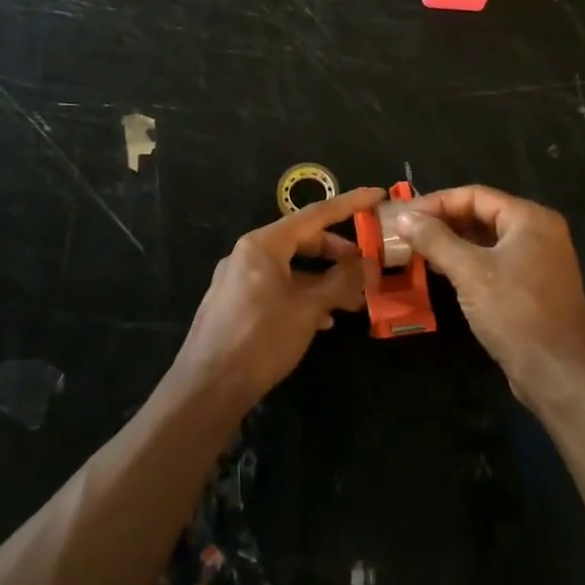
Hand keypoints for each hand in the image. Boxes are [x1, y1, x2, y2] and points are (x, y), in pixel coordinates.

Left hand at [169, 188, 383, 410]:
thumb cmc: (261, 338)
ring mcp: (237, 280)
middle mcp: (247, 255)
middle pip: (301, 241)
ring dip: (322, 280)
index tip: (377, 196)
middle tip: (365, 266)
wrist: (207, 388)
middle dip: (337, 252)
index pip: (314, 215)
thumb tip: (369, 264)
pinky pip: (276, 288)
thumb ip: (341, 281)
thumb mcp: (308, 308)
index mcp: (262, 245)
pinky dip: (302, 296)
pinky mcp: (234, 305)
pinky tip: (321, 320)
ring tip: (351, 300)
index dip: (349, 205)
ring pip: (290, 268)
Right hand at [394, 186, 584, 408]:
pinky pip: (497, 260)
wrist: (557, 373)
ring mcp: (541, 259)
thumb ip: (435, 240)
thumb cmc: (514, 314)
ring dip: (453, 242)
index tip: (404, 216)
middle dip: (443, 221)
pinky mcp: (536, 285)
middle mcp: (540, 232)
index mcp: (531, 219)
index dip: (436, 202)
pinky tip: (442, 271)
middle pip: (483, 214)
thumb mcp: (469, 272)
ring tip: (418, 250)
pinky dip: (469, 261)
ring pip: (488, 239)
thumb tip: (403, 218)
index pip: (475, 195)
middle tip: (407, 232)